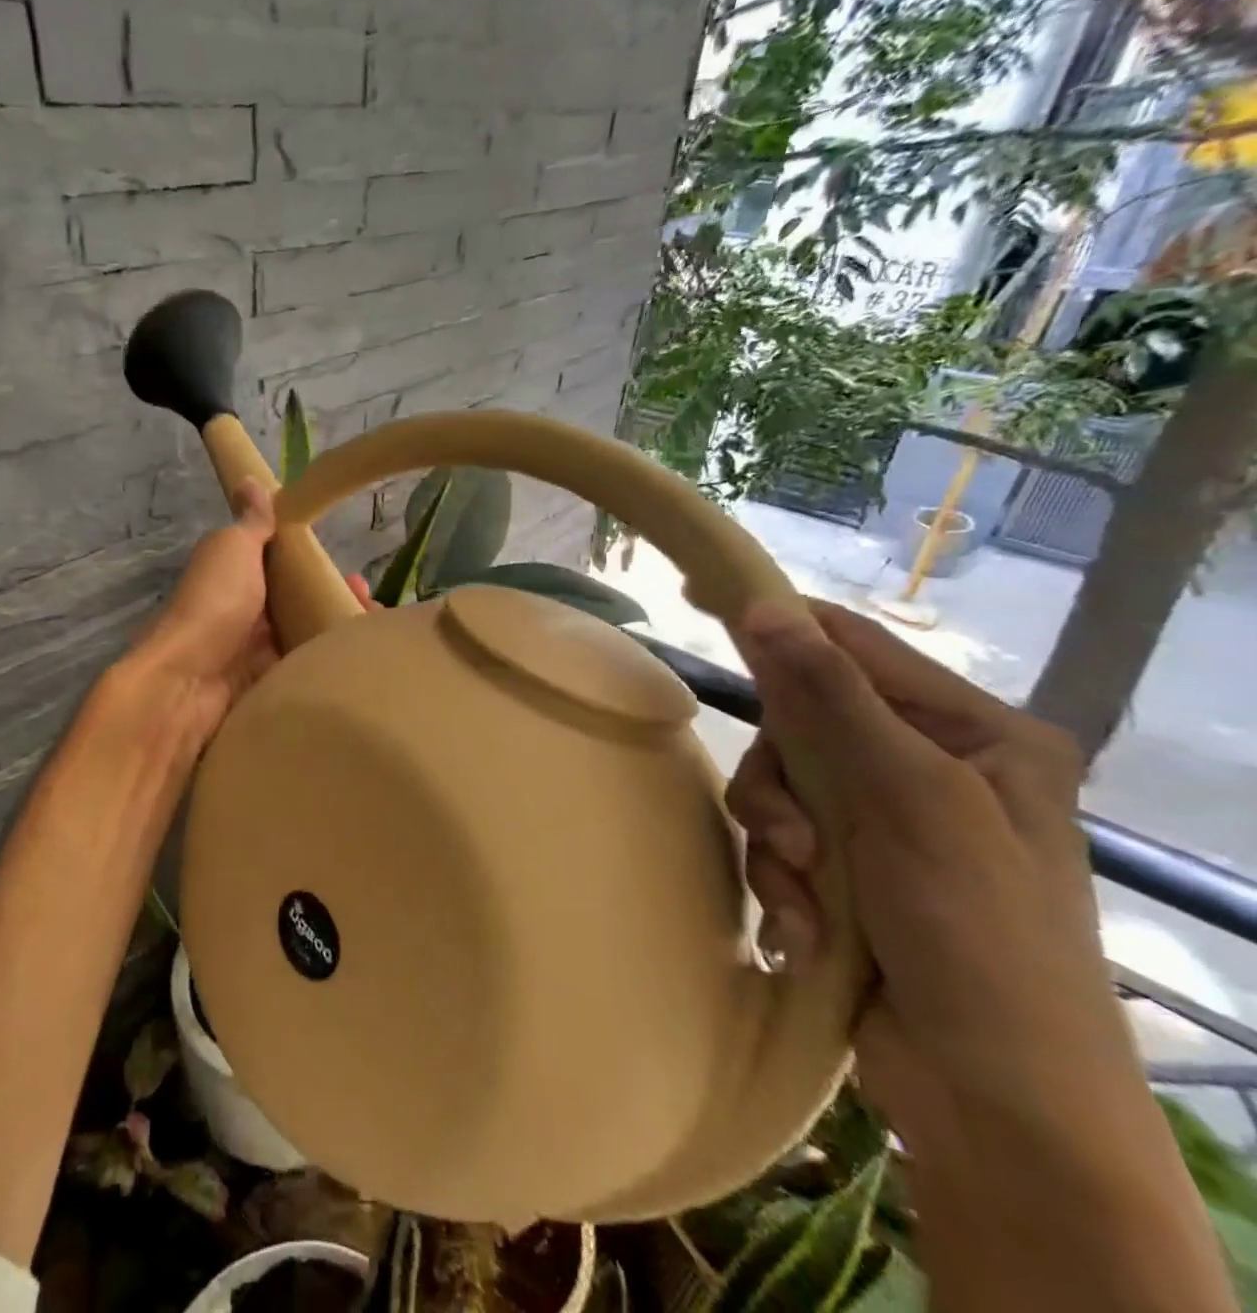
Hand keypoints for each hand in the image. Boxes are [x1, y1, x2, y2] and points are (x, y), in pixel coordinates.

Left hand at [129, 479, 372, 745]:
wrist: (188, 681)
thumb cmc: (214, 604)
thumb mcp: (233, 549)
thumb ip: (251, 522)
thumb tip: (250, 479)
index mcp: (238, 576)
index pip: (285, 568)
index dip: (319, 568)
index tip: (354, 573)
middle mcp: (249, 613)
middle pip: (301, 605)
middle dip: (336, 603)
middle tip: (371, 607)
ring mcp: (257, 652)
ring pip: (307, 638)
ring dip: (338, 634)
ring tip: (374, 637)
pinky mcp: (268, 684)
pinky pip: (304, 671)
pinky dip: (329, 666)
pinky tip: (358, 663)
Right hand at [726, 599, 1137, 1143]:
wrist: (994, 1097)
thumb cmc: (978, 933)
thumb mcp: (908, 799)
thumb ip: (831, 697)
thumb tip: (763, 607)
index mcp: (975, 734)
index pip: (855, 647)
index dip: (782, 622)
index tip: (704, 599)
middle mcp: (928, 766)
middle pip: (800, 724)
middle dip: (782, 784)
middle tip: (793, 839)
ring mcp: (885, 821)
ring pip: (779, 785)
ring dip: (776, 841)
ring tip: (803, 895)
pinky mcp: (849, 869)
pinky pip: (779, 841)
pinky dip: (782, 882)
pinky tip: (807, 931)